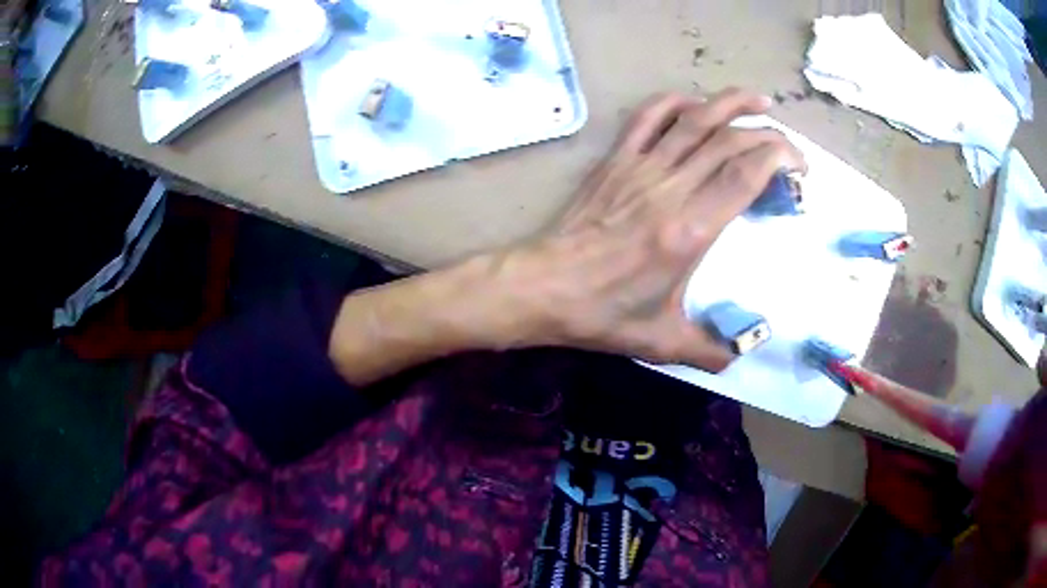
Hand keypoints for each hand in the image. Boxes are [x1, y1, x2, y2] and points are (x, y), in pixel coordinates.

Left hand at [493, 89, 804, 369]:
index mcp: (689, 230)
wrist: (542, 286)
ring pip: (693, 119)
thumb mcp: (661, 342)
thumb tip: (739, 359)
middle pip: (728, 140)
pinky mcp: (616, 161)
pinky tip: (695, 103)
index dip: (778, 158)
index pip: (745, 174)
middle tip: (789, 146)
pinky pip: (647, 118)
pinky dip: (675, 102)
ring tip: (759, 100)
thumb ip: (707, 351)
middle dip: (767, 134)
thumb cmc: (602, 314)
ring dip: (730, 102)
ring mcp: (640, 168)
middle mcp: (670, 188)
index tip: (798, 166)